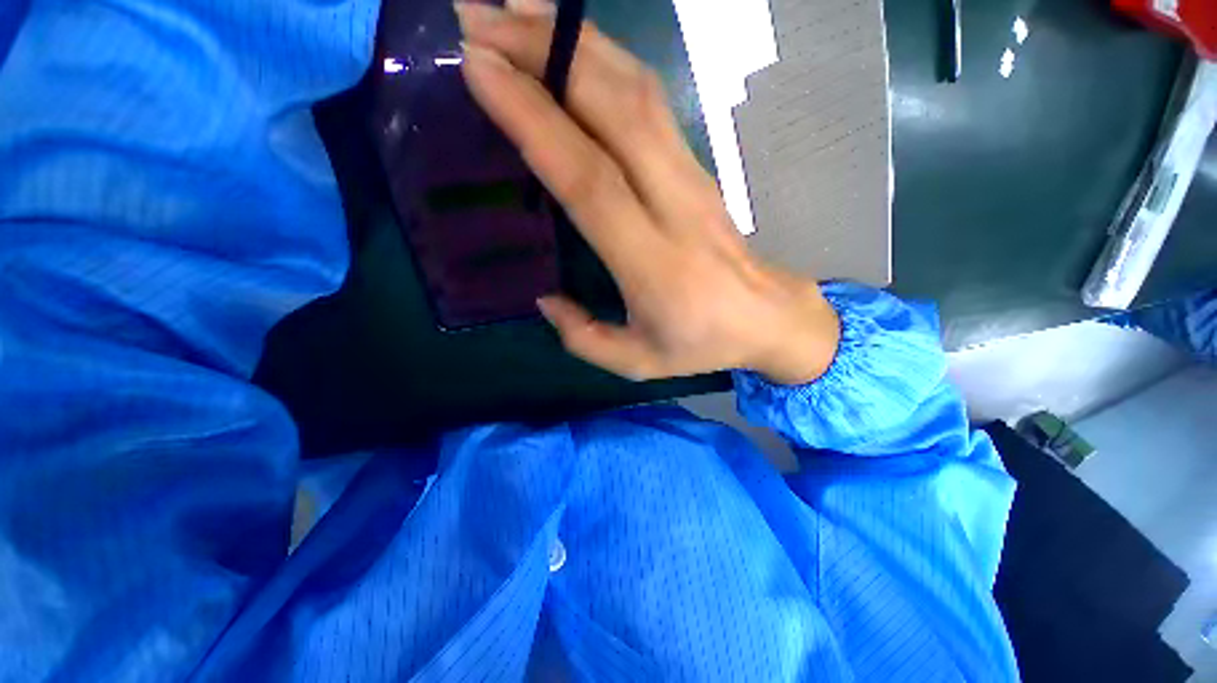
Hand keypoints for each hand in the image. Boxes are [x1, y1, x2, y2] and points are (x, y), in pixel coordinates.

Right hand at [457, 0, 839, 384]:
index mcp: (652, 264)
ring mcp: (690, 177)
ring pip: (634, 92)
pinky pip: (651, 101)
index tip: (478, 69)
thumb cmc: (703, 343)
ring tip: (514, 13)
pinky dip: (608, 60)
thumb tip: (545, 298)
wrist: (767, 317)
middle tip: (476, 19)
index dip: (534, 119)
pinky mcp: (697, 166)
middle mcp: (672, 206)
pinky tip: (574, 43)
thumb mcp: (638, 362)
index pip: (589, 179)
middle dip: (542, 55)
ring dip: (573, 42)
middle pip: (610, 112)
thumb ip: (583, 338)